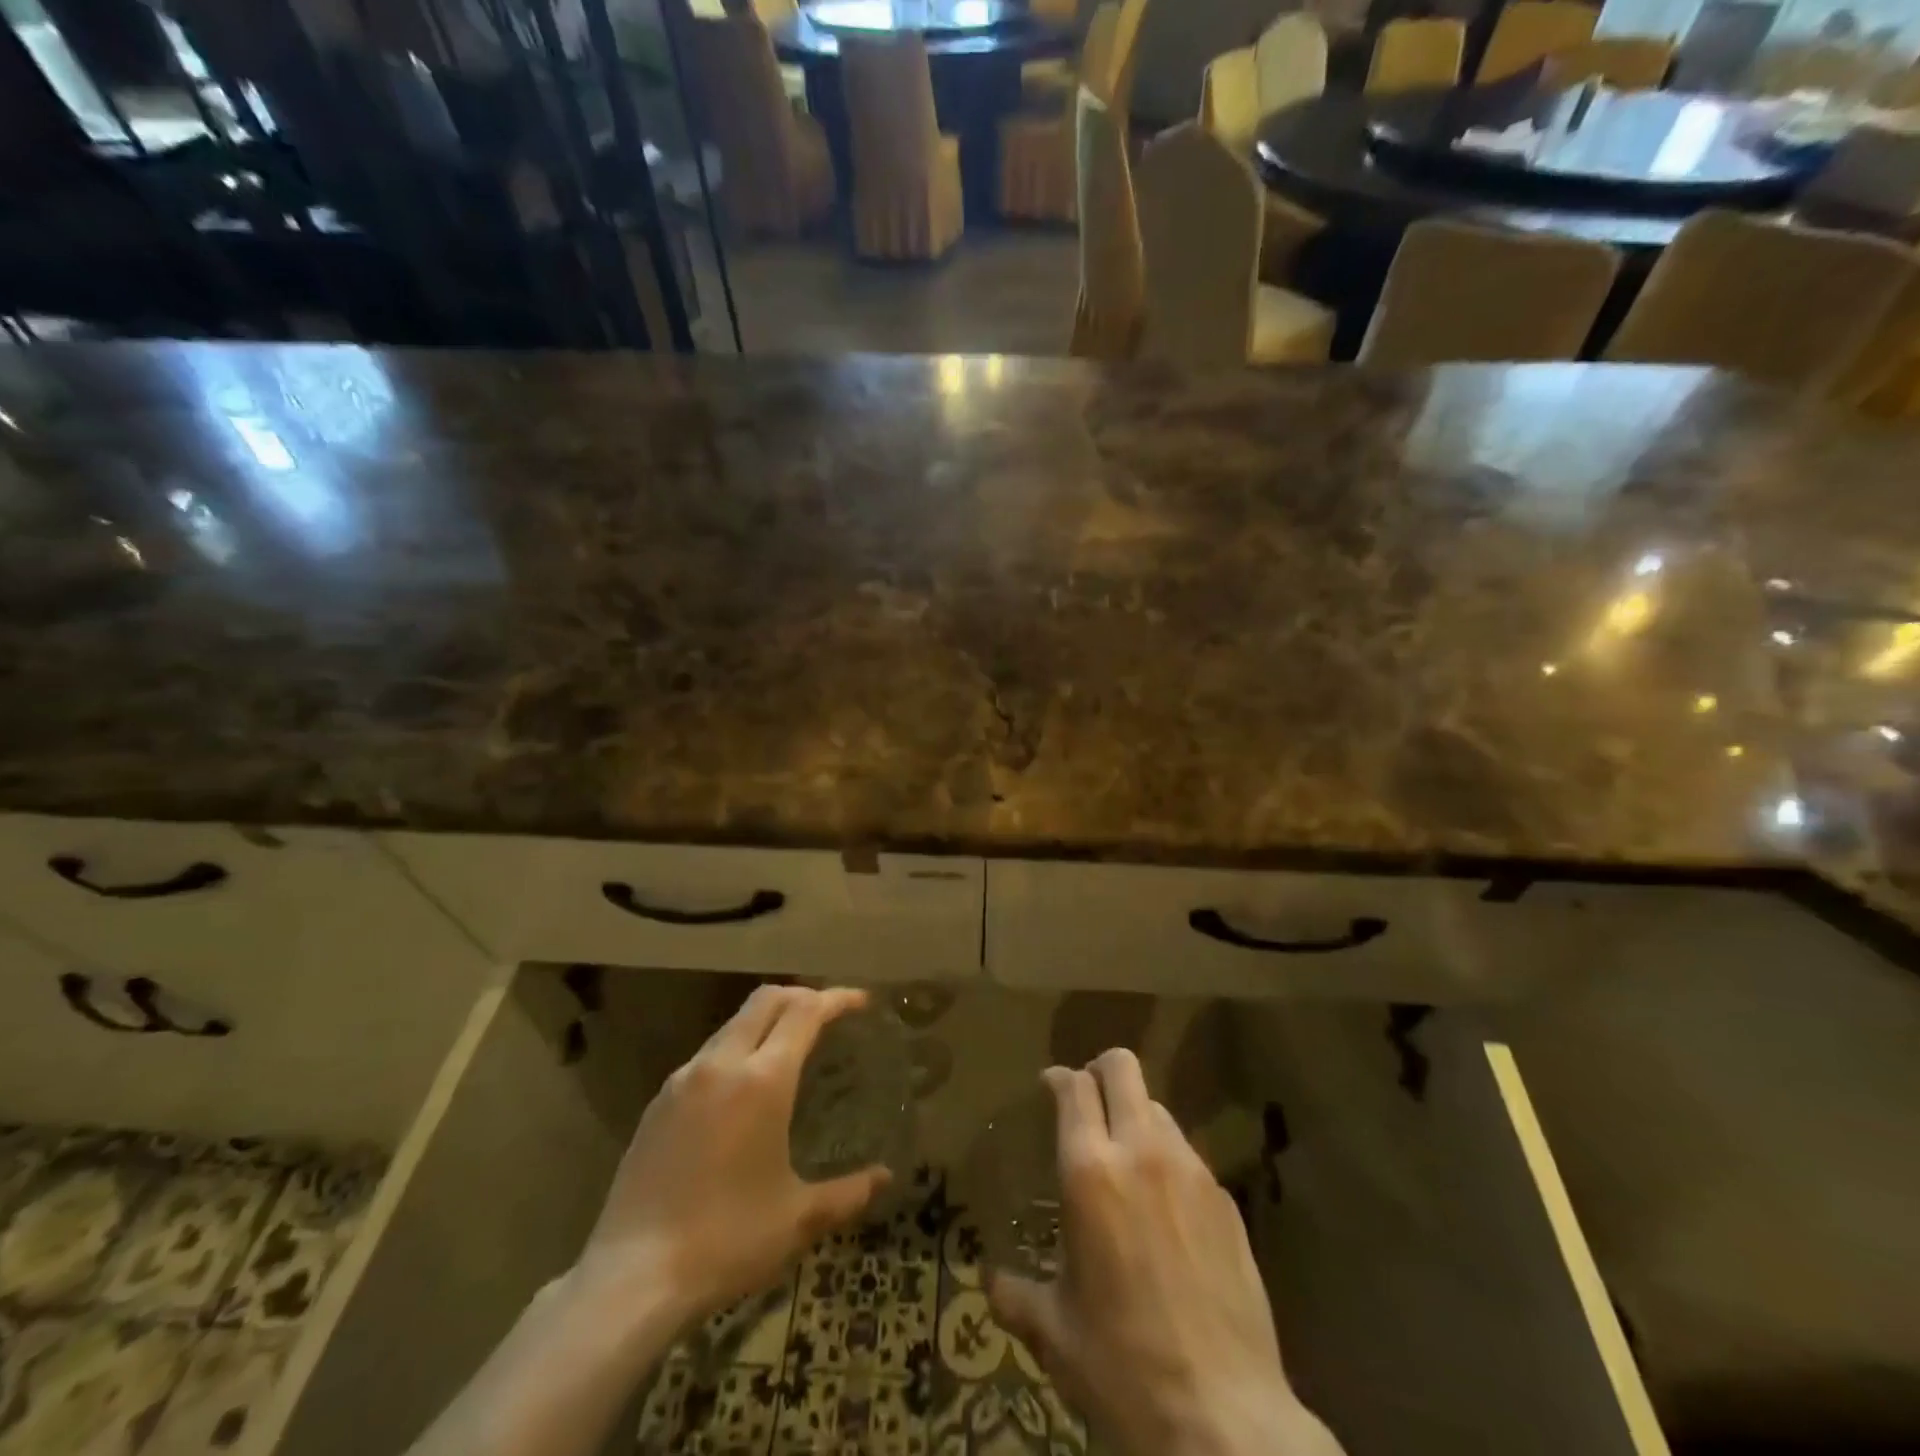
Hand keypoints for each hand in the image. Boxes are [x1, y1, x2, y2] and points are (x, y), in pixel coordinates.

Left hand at [573, 985, 889, 1332]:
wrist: (631, 1278)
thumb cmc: (726, 1241)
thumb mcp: (796, 1220)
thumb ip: (846, 1194)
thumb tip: (884, 1178)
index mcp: (762, 1080)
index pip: (805, 1012)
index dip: (836, 999)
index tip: (861, 1001)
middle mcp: (722, 1064)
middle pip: (766, 1000)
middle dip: (801, 995)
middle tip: (828, 1012)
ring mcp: (683, 1080)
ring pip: (733, 1024)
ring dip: (766, 1020)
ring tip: (789, 1046)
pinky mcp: (658, 1103)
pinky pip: (708, 1054)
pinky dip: (737, 1048)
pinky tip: (742, 1088)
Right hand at [988, 1050, 1342, 1455]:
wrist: (1225, 1419)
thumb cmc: (1123, 1367)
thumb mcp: (1056, 1334)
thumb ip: (1016, 1296)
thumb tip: (991, 1282)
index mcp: (1090, 1172)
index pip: (1074, 1088)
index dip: (1059, 1078)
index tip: (1050, 1085)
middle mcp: (1141, 1153)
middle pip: (1122, 1069)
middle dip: (1100, 1070)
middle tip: (1087, 1097)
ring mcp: (1191, 1172)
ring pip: (1159, 1108)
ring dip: (1136, 1117)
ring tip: (1126, 1159)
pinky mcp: (1226, 1200)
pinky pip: (1188, 1155)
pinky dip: (1168, 1161)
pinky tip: (1165, 1210)